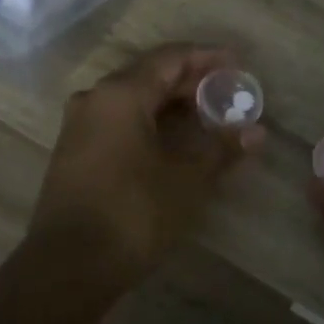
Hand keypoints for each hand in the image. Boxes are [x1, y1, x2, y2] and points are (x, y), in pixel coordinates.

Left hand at [28, 44, 263, 278]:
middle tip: (227, 94)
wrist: (68, 266)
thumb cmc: (133, 213)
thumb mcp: (187, 180)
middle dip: (190, 82)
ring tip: (206, 117)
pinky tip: (172, 141)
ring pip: (132, 99)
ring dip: (169, 104)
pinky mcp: (74, 151)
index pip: (170, 58)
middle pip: (149, 75)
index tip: (237, 64)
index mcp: (120, 94)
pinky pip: (117, 120)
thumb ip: (221, 149)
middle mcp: (95, 98)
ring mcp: (79, 125)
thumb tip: (256, 132)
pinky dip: (149, 122)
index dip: (207, 58)